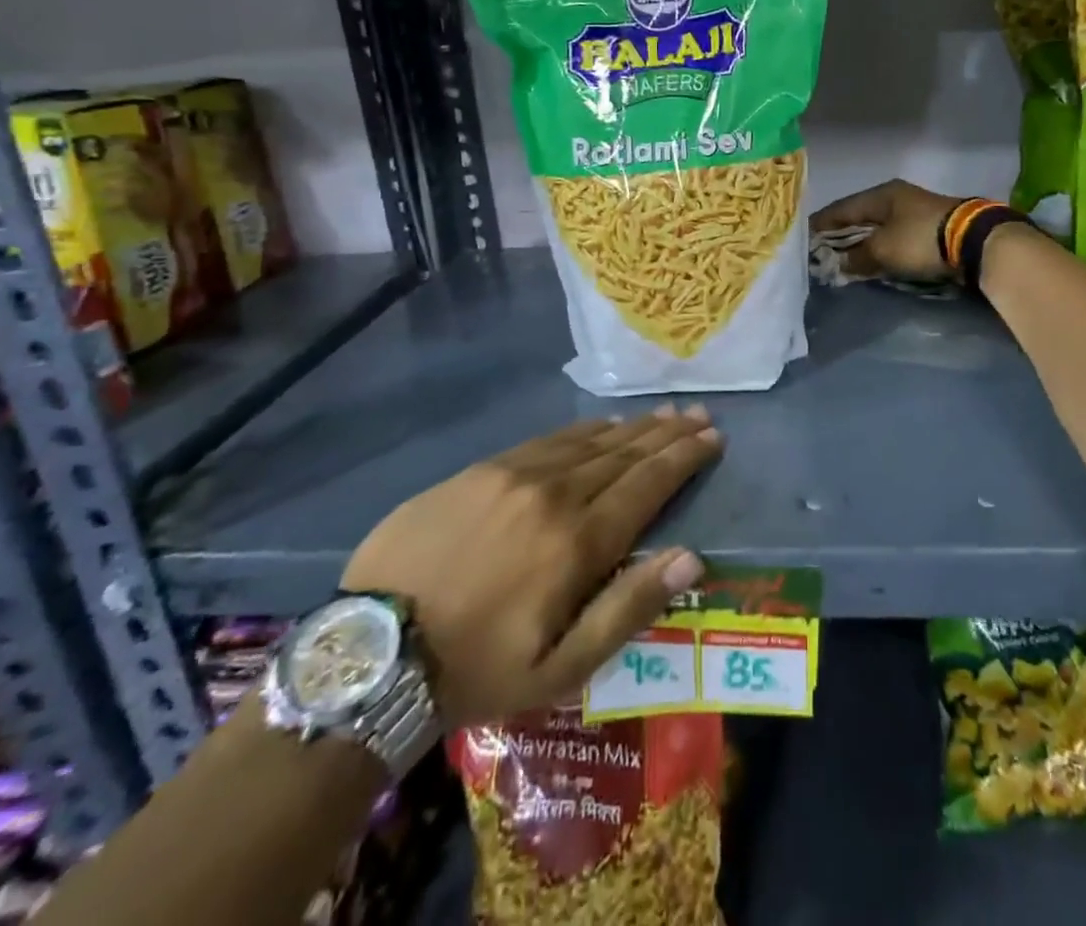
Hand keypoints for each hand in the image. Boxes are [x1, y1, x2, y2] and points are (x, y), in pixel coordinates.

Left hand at [342, 406, 722, 726]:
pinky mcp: (480, 470)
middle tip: (698, 415)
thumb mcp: (560, 669)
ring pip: (589, 440)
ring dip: (631, 427)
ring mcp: (514, 475)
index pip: (648, 484)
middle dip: (667, 434)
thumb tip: (690, 556)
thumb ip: (628, 608)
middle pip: (624, 454)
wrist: (372, 654)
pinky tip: (600, 425)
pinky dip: (584, 430)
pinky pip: (547, 439)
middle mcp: (554, 493)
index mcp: (578, 541)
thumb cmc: (477, 670)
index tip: (713, 438)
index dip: (684, 458)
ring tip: (662, 415)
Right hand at [811, 180, 961, 282]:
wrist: (973, 242)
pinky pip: (892, 239)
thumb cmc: (920, 239)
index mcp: (880, 195)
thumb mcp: (882, 249)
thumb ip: (855, 257)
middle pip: (858, 218)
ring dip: (860, 244)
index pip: (840, 209)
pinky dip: (878, 249)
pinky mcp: (927, 229)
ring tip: (842, 261)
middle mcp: (895, 198)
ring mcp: (913, 212)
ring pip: (876, 229)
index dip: (820, 225)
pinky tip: (870, 261)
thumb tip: (837, 264)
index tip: (802, 240)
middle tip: (819, 253)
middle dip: (838, 236)